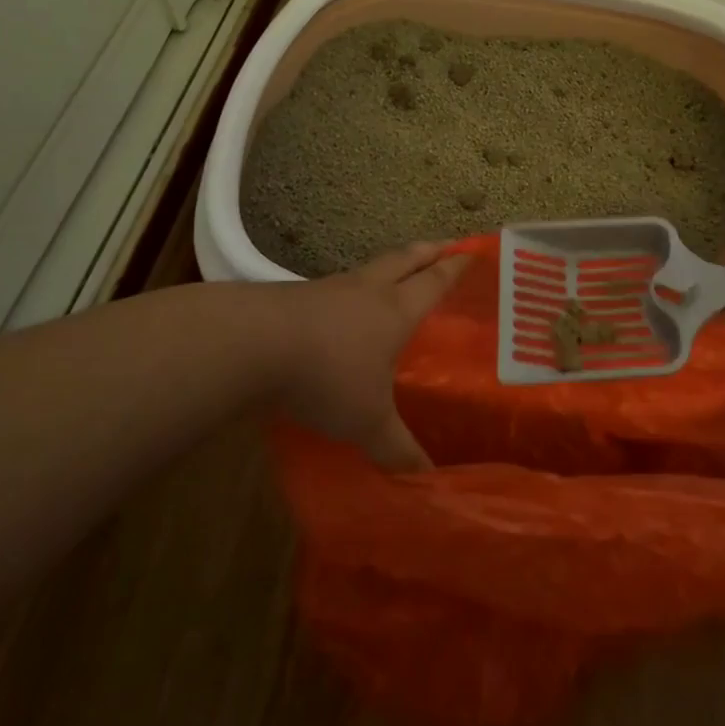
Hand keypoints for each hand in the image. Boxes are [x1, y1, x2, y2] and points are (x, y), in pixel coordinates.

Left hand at [269, 242, 466, 470]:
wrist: (253, 344)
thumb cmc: (328, 375)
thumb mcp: (368, 421)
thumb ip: (397, 448)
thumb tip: (427, 480)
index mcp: (396, 310)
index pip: (434, 282)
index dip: (454, 268)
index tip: (471, 252)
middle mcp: (367, 290)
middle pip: (404, 260)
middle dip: (427, 252)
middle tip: (443, 245)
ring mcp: (329, 289)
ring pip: (368, 270)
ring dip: (387, 267)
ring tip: (395, 274)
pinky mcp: (295, 297)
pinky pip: (334, 288)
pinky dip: (348, 290)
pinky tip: (342, 306)